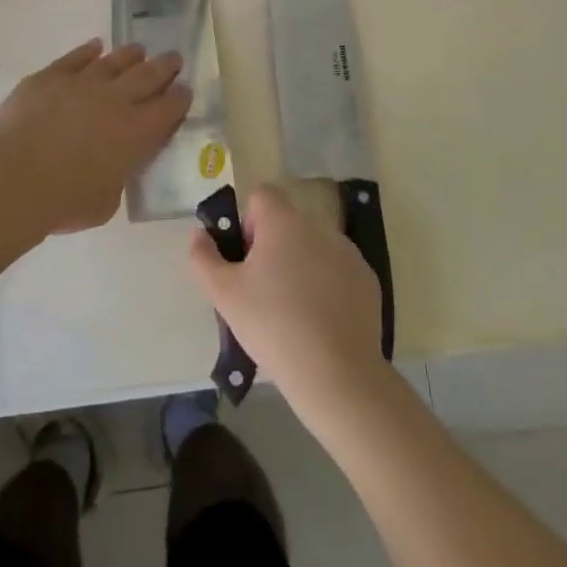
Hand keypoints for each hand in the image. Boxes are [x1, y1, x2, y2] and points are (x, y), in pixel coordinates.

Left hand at [0, 39, 191, 235]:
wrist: (13, 179)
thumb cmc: (63, 201)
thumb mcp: (106, 201)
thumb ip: (116, 178)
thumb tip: (113, 167)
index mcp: (136, 133)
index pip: (168, 109)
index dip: (179, 98)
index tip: (185, 89)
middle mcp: (115, 100)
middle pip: (147, 76)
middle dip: (164, 66)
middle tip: (174, 58)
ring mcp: (82, 84)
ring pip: (114, 61)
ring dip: (130, 55)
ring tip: (138, 50)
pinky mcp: (50, 77)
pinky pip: (75, 58)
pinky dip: (87, 51)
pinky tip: (94, 46)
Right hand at [188, 185, 386, 411]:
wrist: (335, 371)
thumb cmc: (272, 324)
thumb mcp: (224, 294)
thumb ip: (203, 257)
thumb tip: (199, 234)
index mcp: (283, 222)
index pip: (262, 195)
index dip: (249, 221)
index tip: (246, 258)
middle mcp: (318, 227)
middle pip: (287, 223)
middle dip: (273, 248)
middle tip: (262, 290)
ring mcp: (348, 252)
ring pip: (314, 247)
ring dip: (301, 265)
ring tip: (293, 311)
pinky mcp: (367, 279)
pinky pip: (338, 271)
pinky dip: (327, 286)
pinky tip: (320, 321)